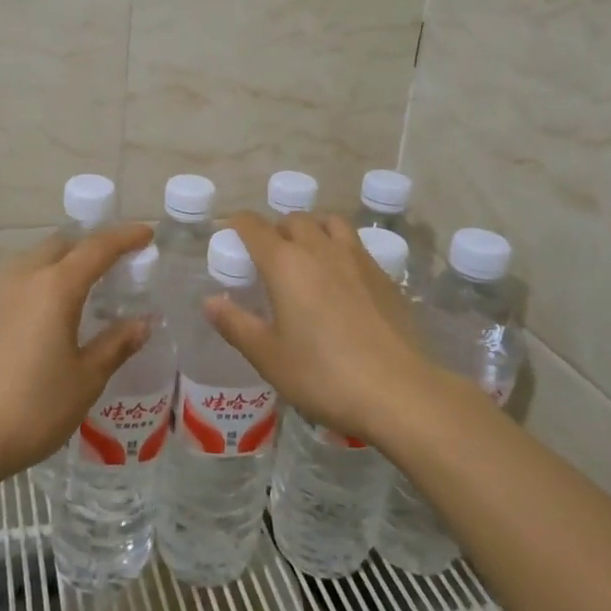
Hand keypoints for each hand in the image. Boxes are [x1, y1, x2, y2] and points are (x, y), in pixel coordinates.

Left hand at [0, 223, 153, 481]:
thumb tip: (142, 322)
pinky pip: (17, 280)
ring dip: (62, 260)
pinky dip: (40, 280)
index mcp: (55, 287)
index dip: (125, 237)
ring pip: (35, 258)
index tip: (147, 234)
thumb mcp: (86, 379)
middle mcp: (23, 277)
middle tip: (117, 262)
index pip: (97, 248)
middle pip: (63, 244)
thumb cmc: (33, 408)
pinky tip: (45, 310)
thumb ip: (116, 344)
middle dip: (92, 245)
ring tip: (82, 284)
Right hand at [204, 212, 432, 444]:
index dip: (237, 225)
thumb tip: (210, 301)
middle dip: (275, 229)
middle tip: (267, 257)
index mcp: (285, 263)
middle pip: (293, 219)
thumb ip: (236, 325)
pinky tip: (341, 279)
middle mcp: (320, 249)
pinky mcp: (384, 275)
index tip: (229, 236)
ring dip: (312, 229)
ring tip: (306, 255)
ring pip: (330, 222)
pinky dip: (339, 247)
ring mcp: (357, 258)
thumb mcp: (268, 356)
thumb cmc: (323, 375)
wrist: (399, 391)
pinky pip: (355, 244)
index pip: (254, 226)